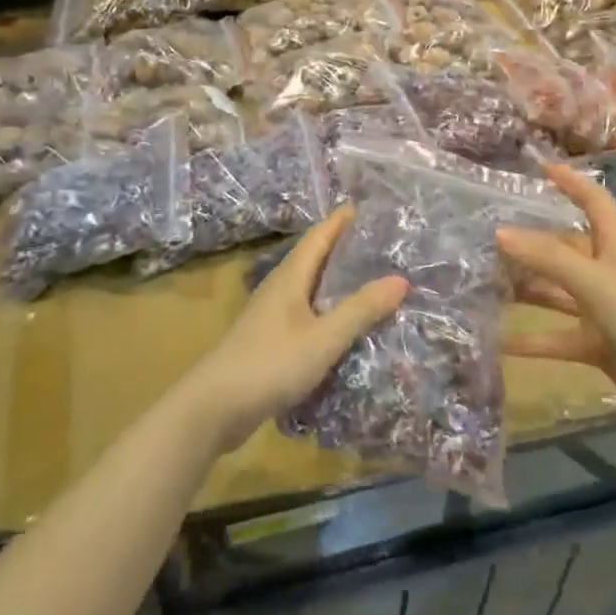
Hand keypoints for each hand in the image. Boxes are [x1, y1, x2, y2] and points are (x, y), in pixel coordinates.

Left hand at [181, 208, 407, 453]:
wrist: (214, 407)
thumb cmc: (270, 364)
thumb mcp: (323, 338)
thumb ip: (360, 310)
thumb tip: (401, 279)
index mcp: (290, 277)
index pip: (319, 236)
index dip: (341, 220)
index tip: (368, 207)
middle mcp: (279, 288)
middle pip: (314, 258)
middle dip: (344, 248)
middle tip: (381, 244)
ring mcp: (271, 316)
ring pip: (310, 287)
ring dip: (337, 281)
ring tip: (371, 280)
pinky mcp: (269, 340)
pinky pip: (306, 313)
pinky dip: (328, 310)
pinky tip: (344, 325)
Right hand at [498, 164, 615, 412]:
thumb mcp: (595, 281)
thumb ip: (547, 258)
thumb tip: (499, 232)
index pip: (594, 202)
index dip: (572, 183)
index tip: (541, 169)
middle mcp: (610, 272)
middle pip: (566, 250)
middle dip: (532, 245)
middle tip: (488, 242)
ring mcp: (606, 311)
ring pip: (558, 294)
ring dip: (528, 290)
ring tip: (485, 286)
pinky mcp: (601, 346)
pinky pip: (559, 337)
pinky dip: (533, 340)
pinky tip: (500, 342)